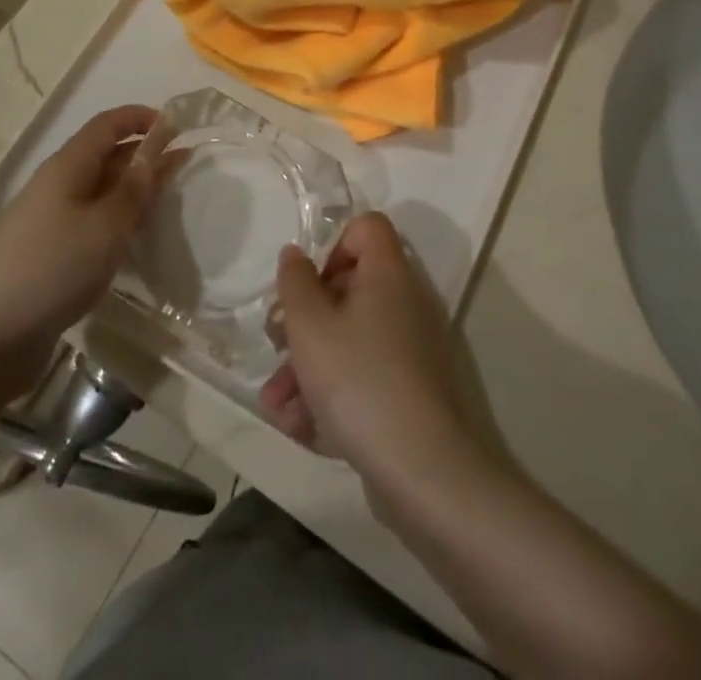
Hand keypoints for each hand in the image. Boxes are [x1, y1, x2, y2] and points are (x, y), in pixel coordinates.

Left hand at [0, 105, 155, 396]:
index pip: (107, 125)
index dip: (140, 118)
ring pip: (99, 194)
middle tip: (185, 166)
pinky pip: (91, 226)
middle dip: (143, 155)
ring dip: (133, 192)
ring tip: (169, 202)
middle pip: (104, 157)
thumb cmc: (50, 269)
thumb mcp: (104, 228)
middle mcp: (57, 187)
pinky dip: (117, 224)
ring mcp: (50, 223)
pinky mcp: (49, 257)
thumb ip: (133, 192)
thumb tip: (152, 158)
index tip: (177, 126)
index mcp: (67, 168)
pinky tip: (136, 243)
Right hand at [258, 213, 480, 495]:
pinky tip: (301, 429)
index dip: (333, 245)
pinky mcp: (411, 393)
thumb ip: (295, 283)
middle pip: (349, 289)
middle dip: (304, 321)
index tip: (309, 285)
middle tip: (277, 346)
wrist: (425, 473)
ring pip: (350, 340)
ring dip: (307, 367)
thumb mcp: (310, 325)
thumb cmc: (359, 380)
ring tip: (276, 405)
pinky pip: (364, 378)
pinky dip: (332, 395)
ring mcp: (411, 351)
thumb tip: (295, 255)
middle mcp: (405, 304)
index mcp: (388, 274)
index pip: (367, 228)